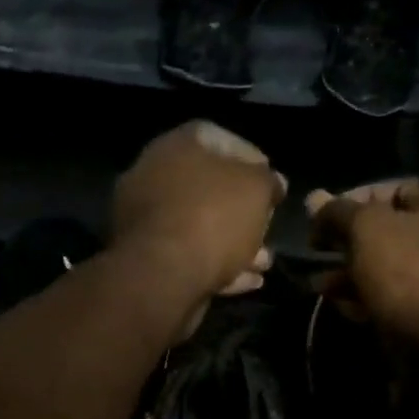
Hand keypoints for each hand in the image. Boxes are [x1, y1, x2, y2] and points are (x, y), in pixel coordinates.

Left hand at [113, 121, 285, 305]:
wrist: (162, 276)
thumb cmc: (213, 218)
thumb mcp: (257, 189)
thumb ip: (268, 181)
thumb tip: (273, 182)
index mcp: (175, 146)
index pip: (216, 137)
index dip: (250, 157)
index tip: (271, 180)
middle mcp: (153, 176)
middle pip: (207, 187)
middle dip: (244, 209)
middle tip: (268, 224)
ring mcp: (145, 220)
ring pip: (200, 226)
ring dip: (235, 243)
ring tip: (264, 261)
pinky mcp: (146, 259)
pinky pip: (189, 256)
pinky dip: (218, 266)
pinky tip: (247, 280)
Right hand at [306, 179, 418, 345]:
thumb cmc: (407, 271)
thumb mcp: (366, 228)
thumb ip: (337, 212)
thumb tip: (314, 199)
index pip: (395, 188)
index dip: (356, 197)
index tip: (325, 215)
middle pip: (388, 231)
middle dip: (347, 241)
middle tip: (316, 250)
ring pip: (386, 268)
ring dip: (349, 273)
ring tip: (317, 284)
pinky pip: (392, 297)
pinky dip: (365, 297)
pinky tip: (338, 305)